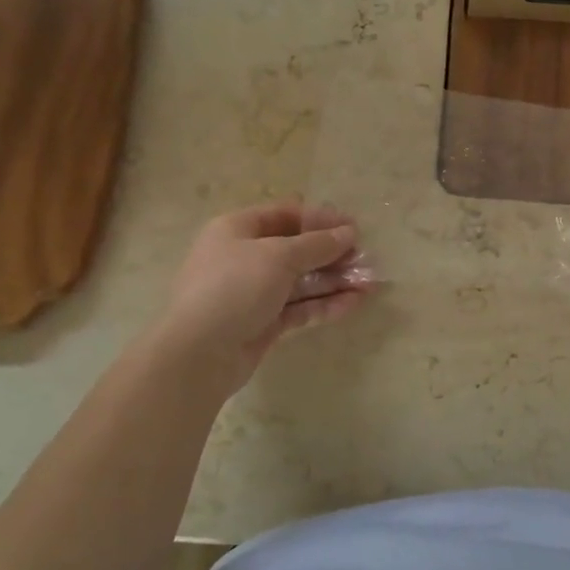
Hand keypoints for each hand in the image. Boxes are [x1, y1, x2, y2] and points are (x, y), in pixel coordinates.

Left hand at [155, 200, 370, 395]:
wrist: (199, 354)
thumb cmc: (235, 288)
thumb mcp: (278, 256)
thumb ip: (317, 244)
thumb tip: (348, 232)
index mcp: (237, 230)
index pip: (285, 215)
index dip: (320, 219)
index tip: (354, 227)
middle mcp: (244, 257)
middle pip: (296, 249)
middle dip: (332, 253)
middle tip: (366, 258)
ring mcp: (253, 292)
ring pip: (301, 280)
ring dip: (335, 280)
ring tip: (370, 283)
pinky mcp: (263, 322)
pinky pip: (299, 307)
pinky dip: (325, 303)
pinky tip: (354, 303)